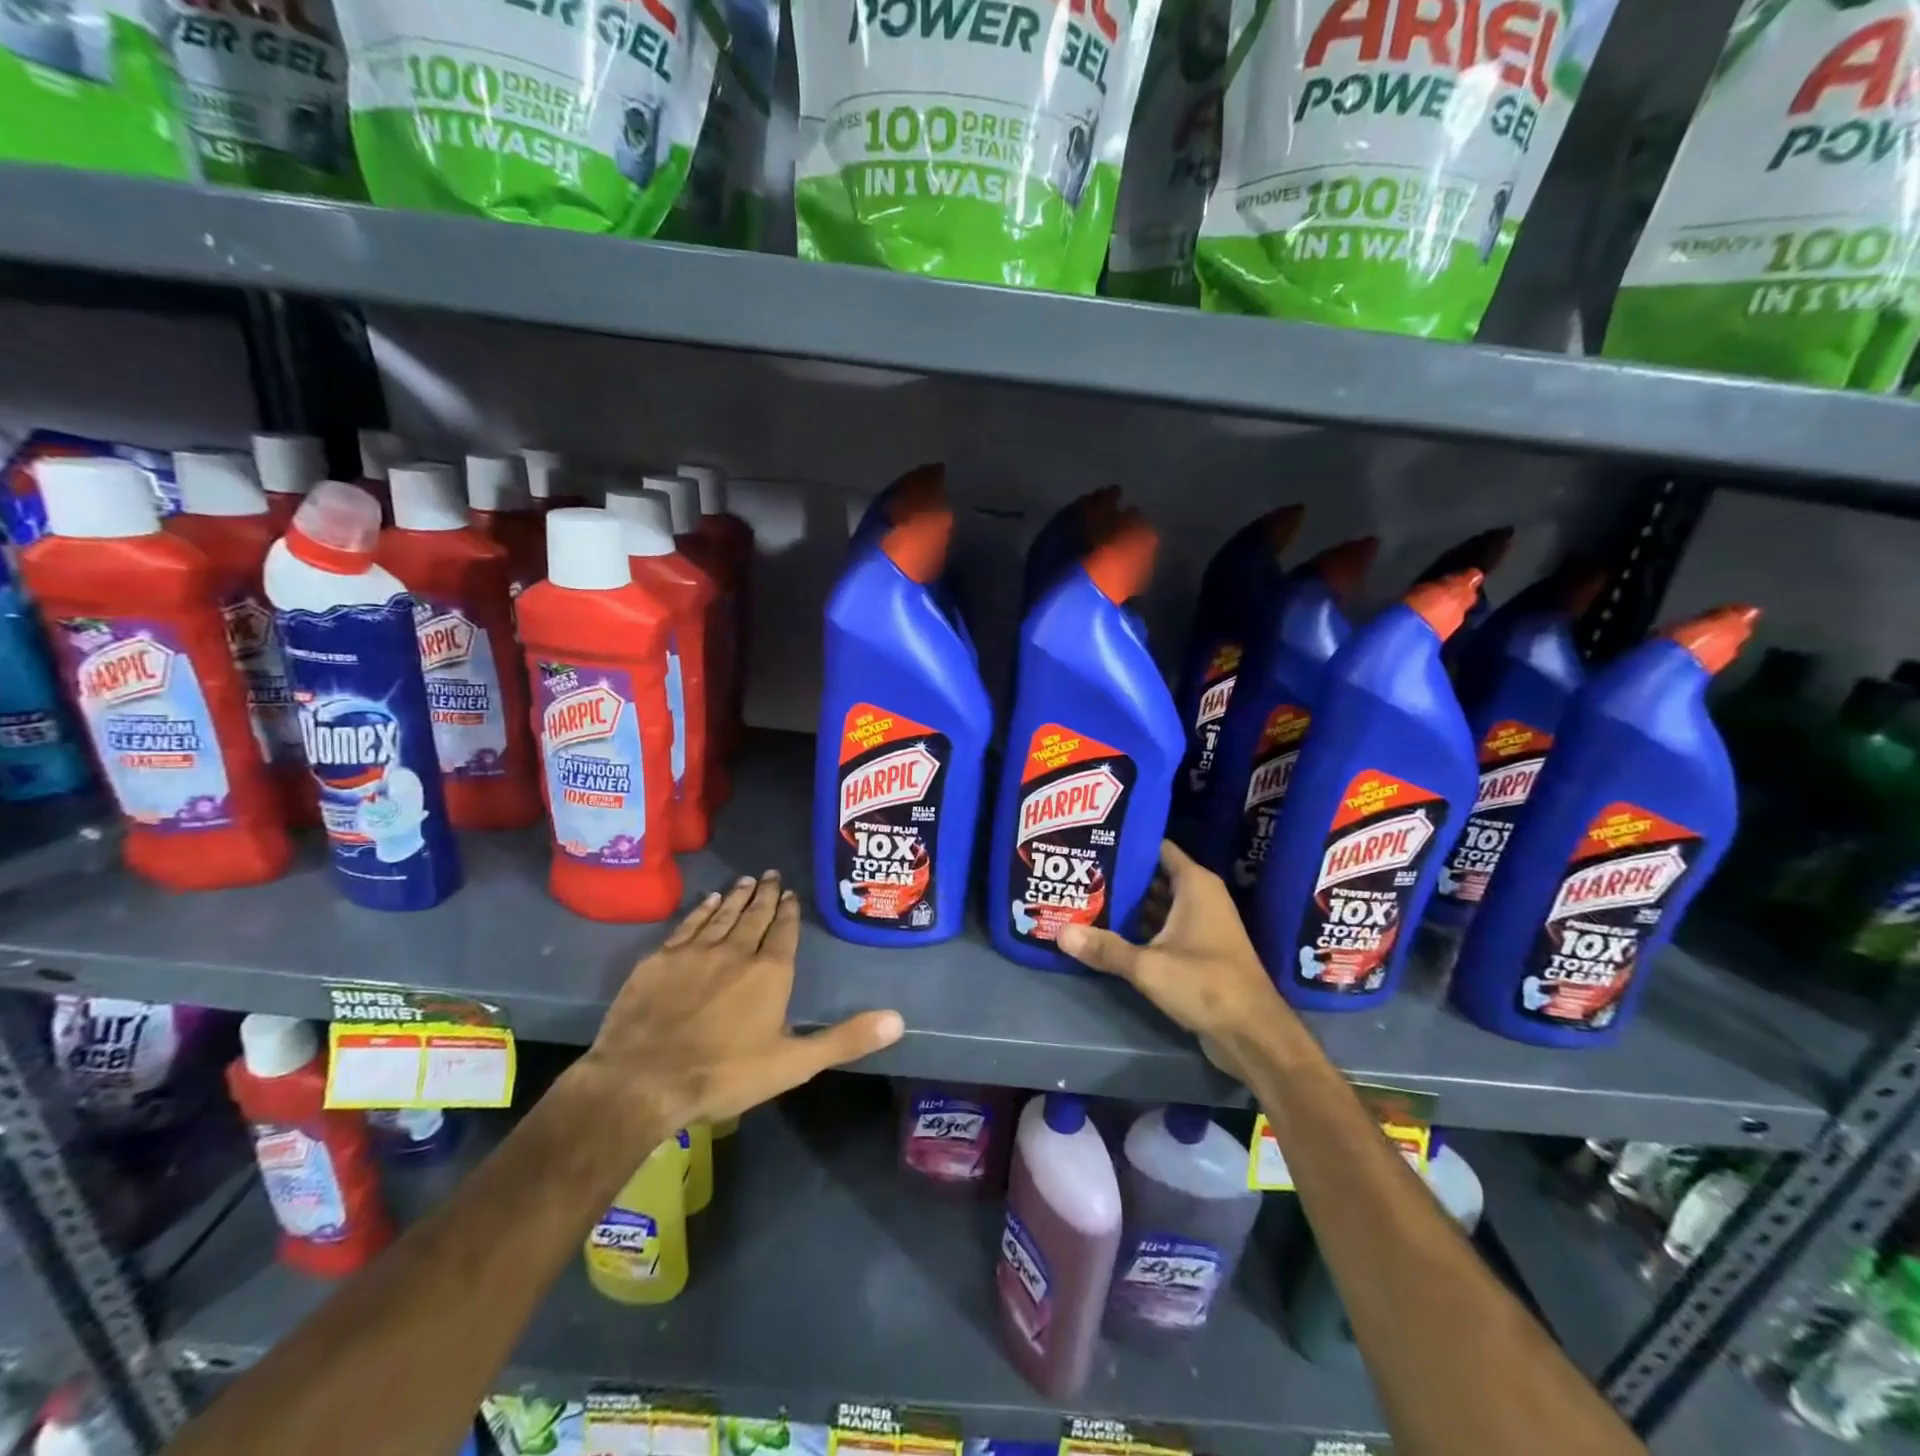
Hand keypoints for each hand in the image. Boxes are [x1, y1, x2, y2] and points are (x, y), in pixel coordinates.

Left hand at [575, 871, 903, 1137]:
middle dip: (765, 894)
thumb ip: (845, 1039)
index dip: (788, 911)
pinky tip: (707, 900)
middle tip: (770, 874)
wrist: (643, 1081)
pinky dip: (701, 910)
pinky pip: (688, 924)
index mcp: (770, 972)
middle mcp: (736, 951)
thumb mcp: (794, 1064)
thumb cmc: (724, 1074)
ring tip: (745, 880)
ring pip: (722, 914)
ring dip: (736, 896)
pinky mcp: (660, 959)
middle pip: (754, 915)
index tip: (790, 893)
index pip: (783, 932)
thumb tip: (898, 1020)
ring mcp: (695, 951)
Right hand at [1056, 841, 1296, 1083]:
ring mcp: (1201, 925)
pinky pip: (1163, 929)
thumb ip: (1105, 948)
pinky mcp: (1199, 951)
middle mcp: (1200, 897)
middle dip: (1119, 877)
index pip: (1157, 848)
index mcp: (1195, 885)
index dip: (1127, 843)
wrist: (1253, 1034)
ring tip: (1084, 900)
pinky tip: (1107, 934)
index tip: (1092, 841)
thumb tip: (1059, 932)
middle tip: (1079, 874)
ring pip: (1157, 905)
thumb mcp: (1148, 966)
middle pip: (1153, 877)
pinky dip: (1139, 929)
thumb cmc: (1206, 984)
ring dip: (1127, 906)